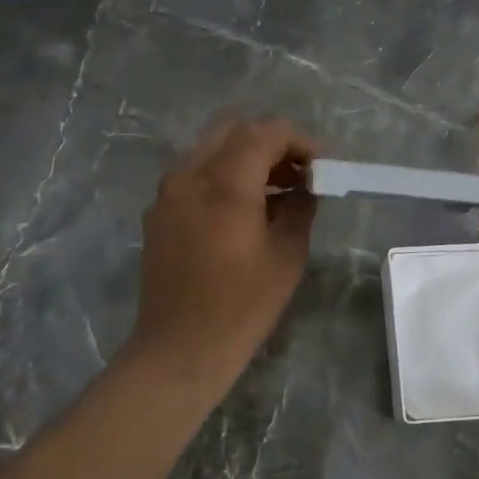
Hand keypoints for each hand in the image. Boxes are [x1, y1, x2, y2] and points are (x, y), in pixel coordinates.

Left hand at [128, 117, 318, 393]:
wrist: (180, 348)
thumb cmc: (242, 305)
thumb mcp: (287, 255)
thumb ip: (300, 208)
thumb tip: (304, 188)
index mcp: (225, 182)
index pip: (265, 132)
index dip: (298, 140)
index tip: (320, 166)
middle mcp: (190, 175)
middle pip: (234, 130)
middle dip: (271, 142)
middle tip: (297, 172)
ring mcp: (168, 192)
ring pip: (210, 149)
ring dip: (245, 157)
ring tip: (274, 190)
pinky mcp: (158, 212)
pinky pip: (193, 174)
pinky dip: (221, 175)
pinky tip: (242, 209)